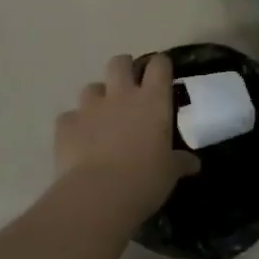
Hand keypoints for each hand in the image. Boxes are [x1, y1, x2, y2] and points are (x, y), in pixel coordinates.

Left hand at [55, 54, 198, 221]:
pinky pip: (69, 117)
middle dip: (124, 68)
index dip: (160, 65)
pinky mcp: (65, 125)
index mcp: (152, 101)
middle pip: (119, 63)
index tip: (163, 73)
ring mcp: (89, 108)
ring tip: (102, 116)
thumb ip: (180, 162)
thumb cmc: (145, 179)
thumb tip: (193, 163)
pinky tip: (79, 140)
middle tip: (130, 86)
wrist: (98, 195)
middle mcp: (120, 95)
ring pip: (92, 87)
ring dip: (98, 97)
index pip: (159, 66)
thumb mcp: (170, 172)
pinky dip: (75, 125)